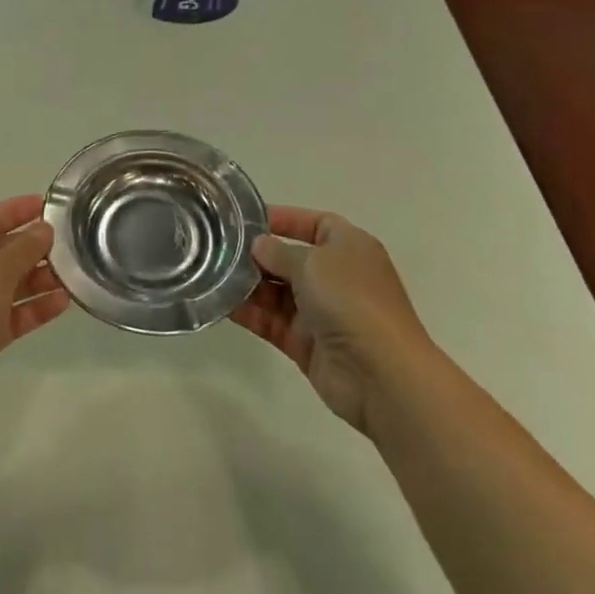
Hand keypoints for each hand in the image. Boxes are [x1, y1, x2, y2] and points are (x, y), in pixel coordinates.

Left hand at [0, 195, 69, 426]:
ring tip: (70, 277)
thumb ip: (25, 247)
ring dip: (33, 281)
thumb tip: (44, 230)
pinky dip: (28, 308)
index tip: (46, 205)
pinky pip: (2, 315)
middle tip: (64, 245)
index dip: (14, 211)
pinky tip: (61, 304)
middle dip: (29, 250)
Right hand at [230, 207, 432, 433]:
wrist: (381, 375)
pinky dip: (250, 313)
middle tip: (219, 248)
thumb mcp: (313, 263)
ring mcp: (322, 312)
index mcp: (349, 247)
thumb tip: (259, 245)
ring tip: (213, 274)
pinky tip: (222, 304)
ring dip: (250, 284)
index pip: (315, 223)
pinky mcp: (307, 343)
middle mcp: (336, 276)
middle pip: (292, 258)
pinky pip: (273, 321)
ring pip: (278, 292)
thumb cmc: (351, 301)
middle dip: (259, 254)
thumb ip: (280, 252)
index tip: (247, 220)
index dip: (285, 218)